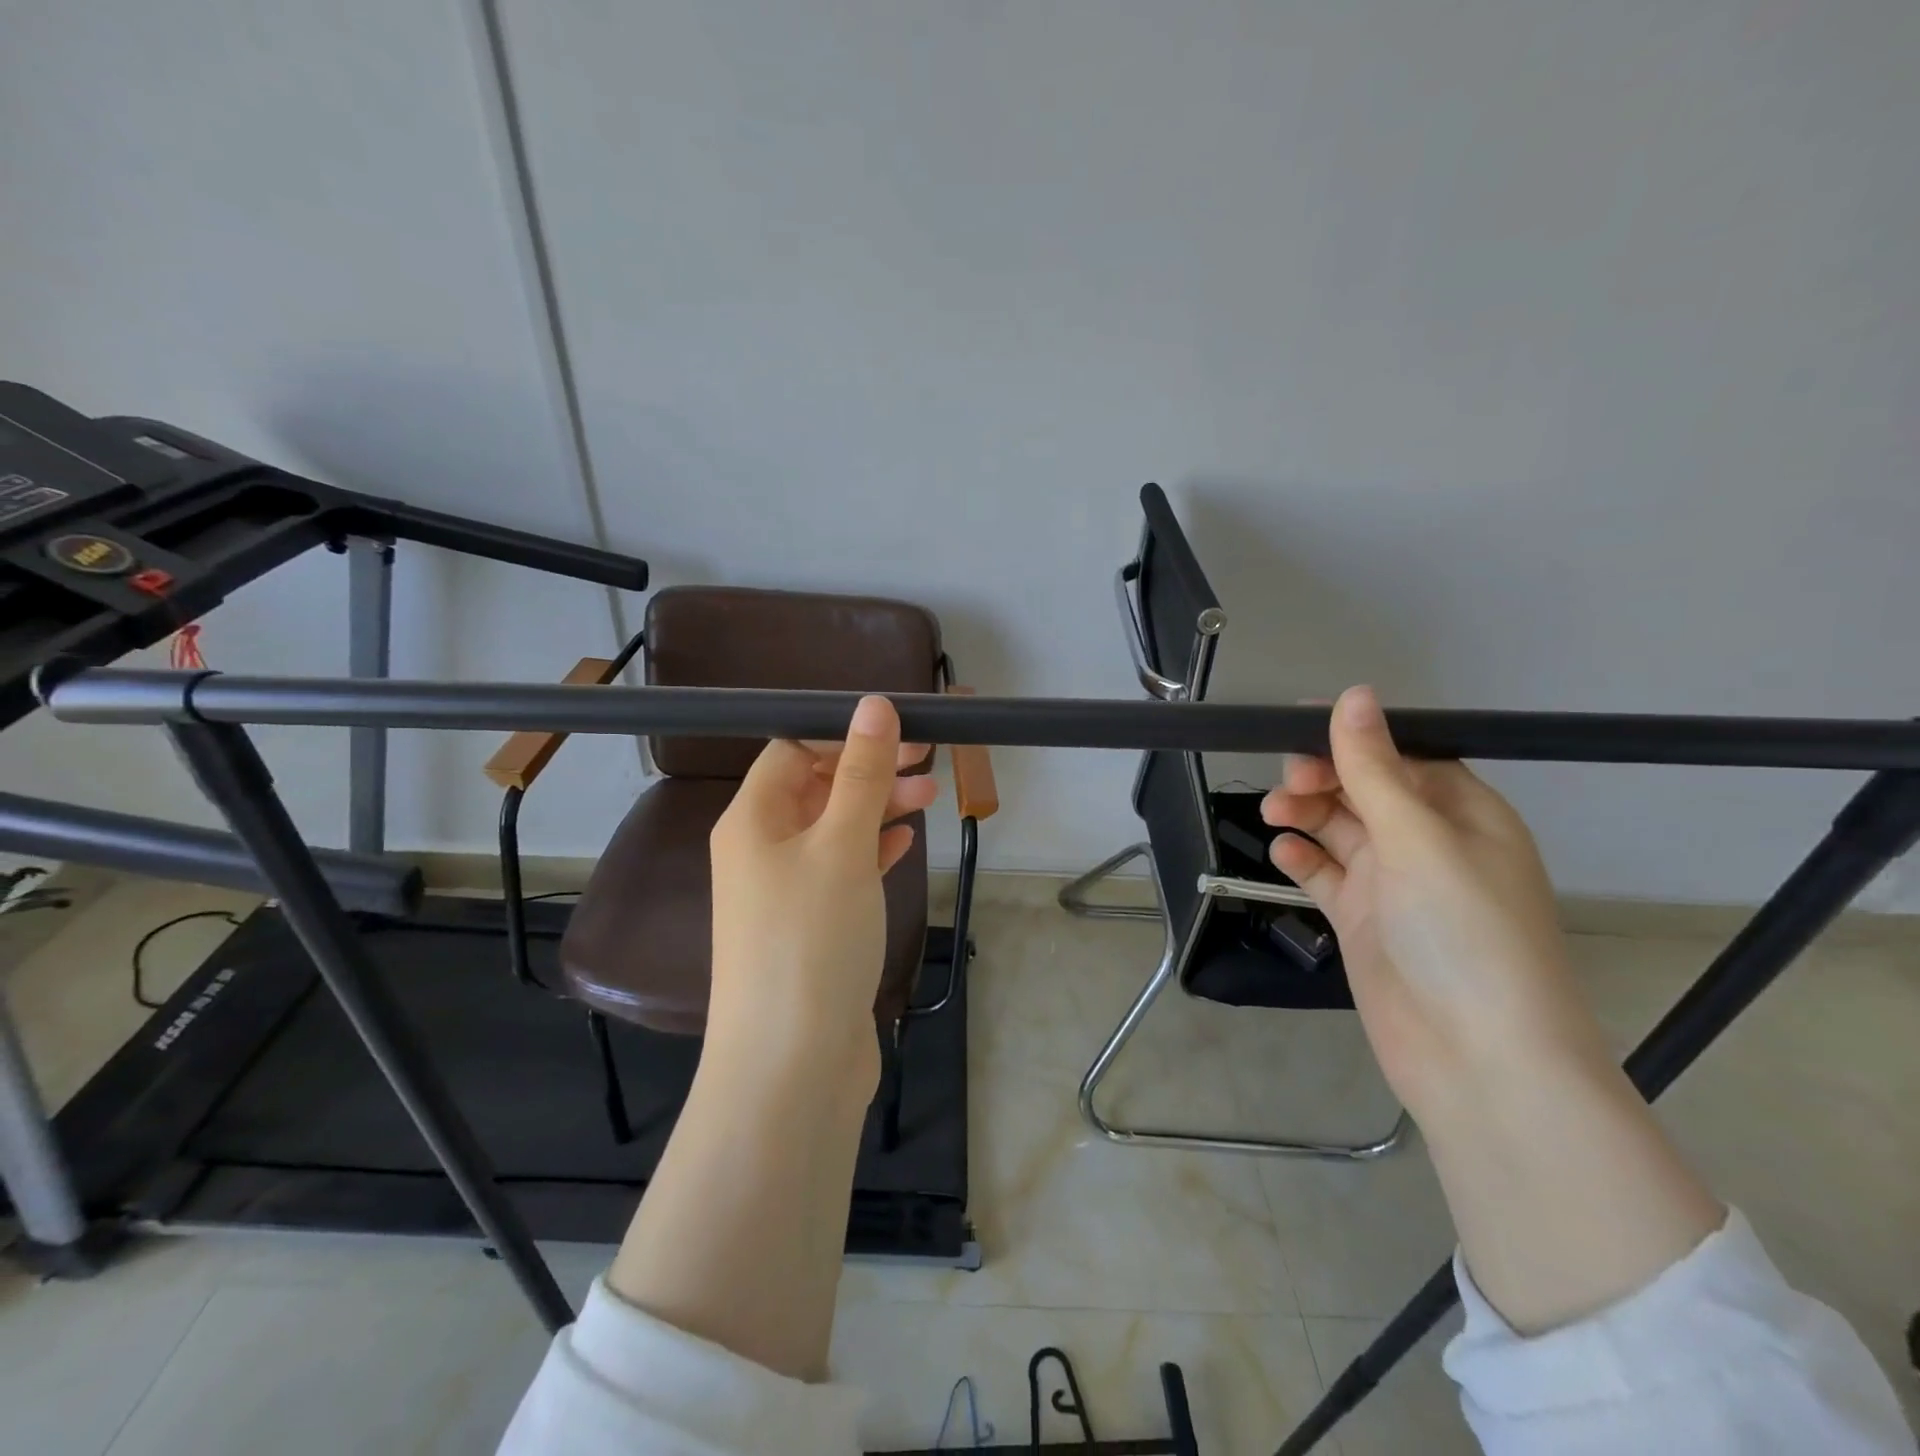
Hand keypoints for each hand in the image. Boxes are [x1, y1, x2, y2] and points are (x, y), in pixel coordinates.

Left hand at [706, 696, 936, 1096]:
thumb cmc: (811, 941)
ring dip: (877, 807)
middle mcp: (760, 850)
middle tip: (928, 760)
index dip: (843, 735)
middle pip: (815, 787)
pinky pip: (841, 870)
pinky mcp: (810, 928)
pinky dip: (872, 850)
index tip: (900, 732)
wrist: (791, 1068)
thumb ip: (861, 775)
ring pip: (833, 829)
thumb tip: (873, 704)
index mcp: (751, 820)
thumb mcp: (842, 846)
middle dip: (869, 769)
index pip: (792, 751)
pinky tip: (904, 844)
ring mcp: (784, 893)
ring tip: (930, 798)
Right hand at [1261, 685, 1606, 1115]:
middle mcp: (1430, 844)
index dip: (1353, 737)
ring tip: (1273, 813)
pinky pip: (1328, 875)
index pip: (1403, 755)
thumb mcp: (1417, 838)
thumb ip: (1374, 767)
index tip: (1296, 723)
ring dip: (1306, 814)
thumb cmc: (1462, 932)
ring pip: (1341, 830)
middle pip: (1366, 790)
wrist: (1477, 1060)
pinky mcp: (1365, 921)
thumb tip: (1354, 695)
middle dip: (1323, 778)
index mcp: (1464, 815)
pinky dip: (1304, 860)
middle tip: (1288, 782)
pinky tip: (1283, 853)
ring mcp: (1395, 886)